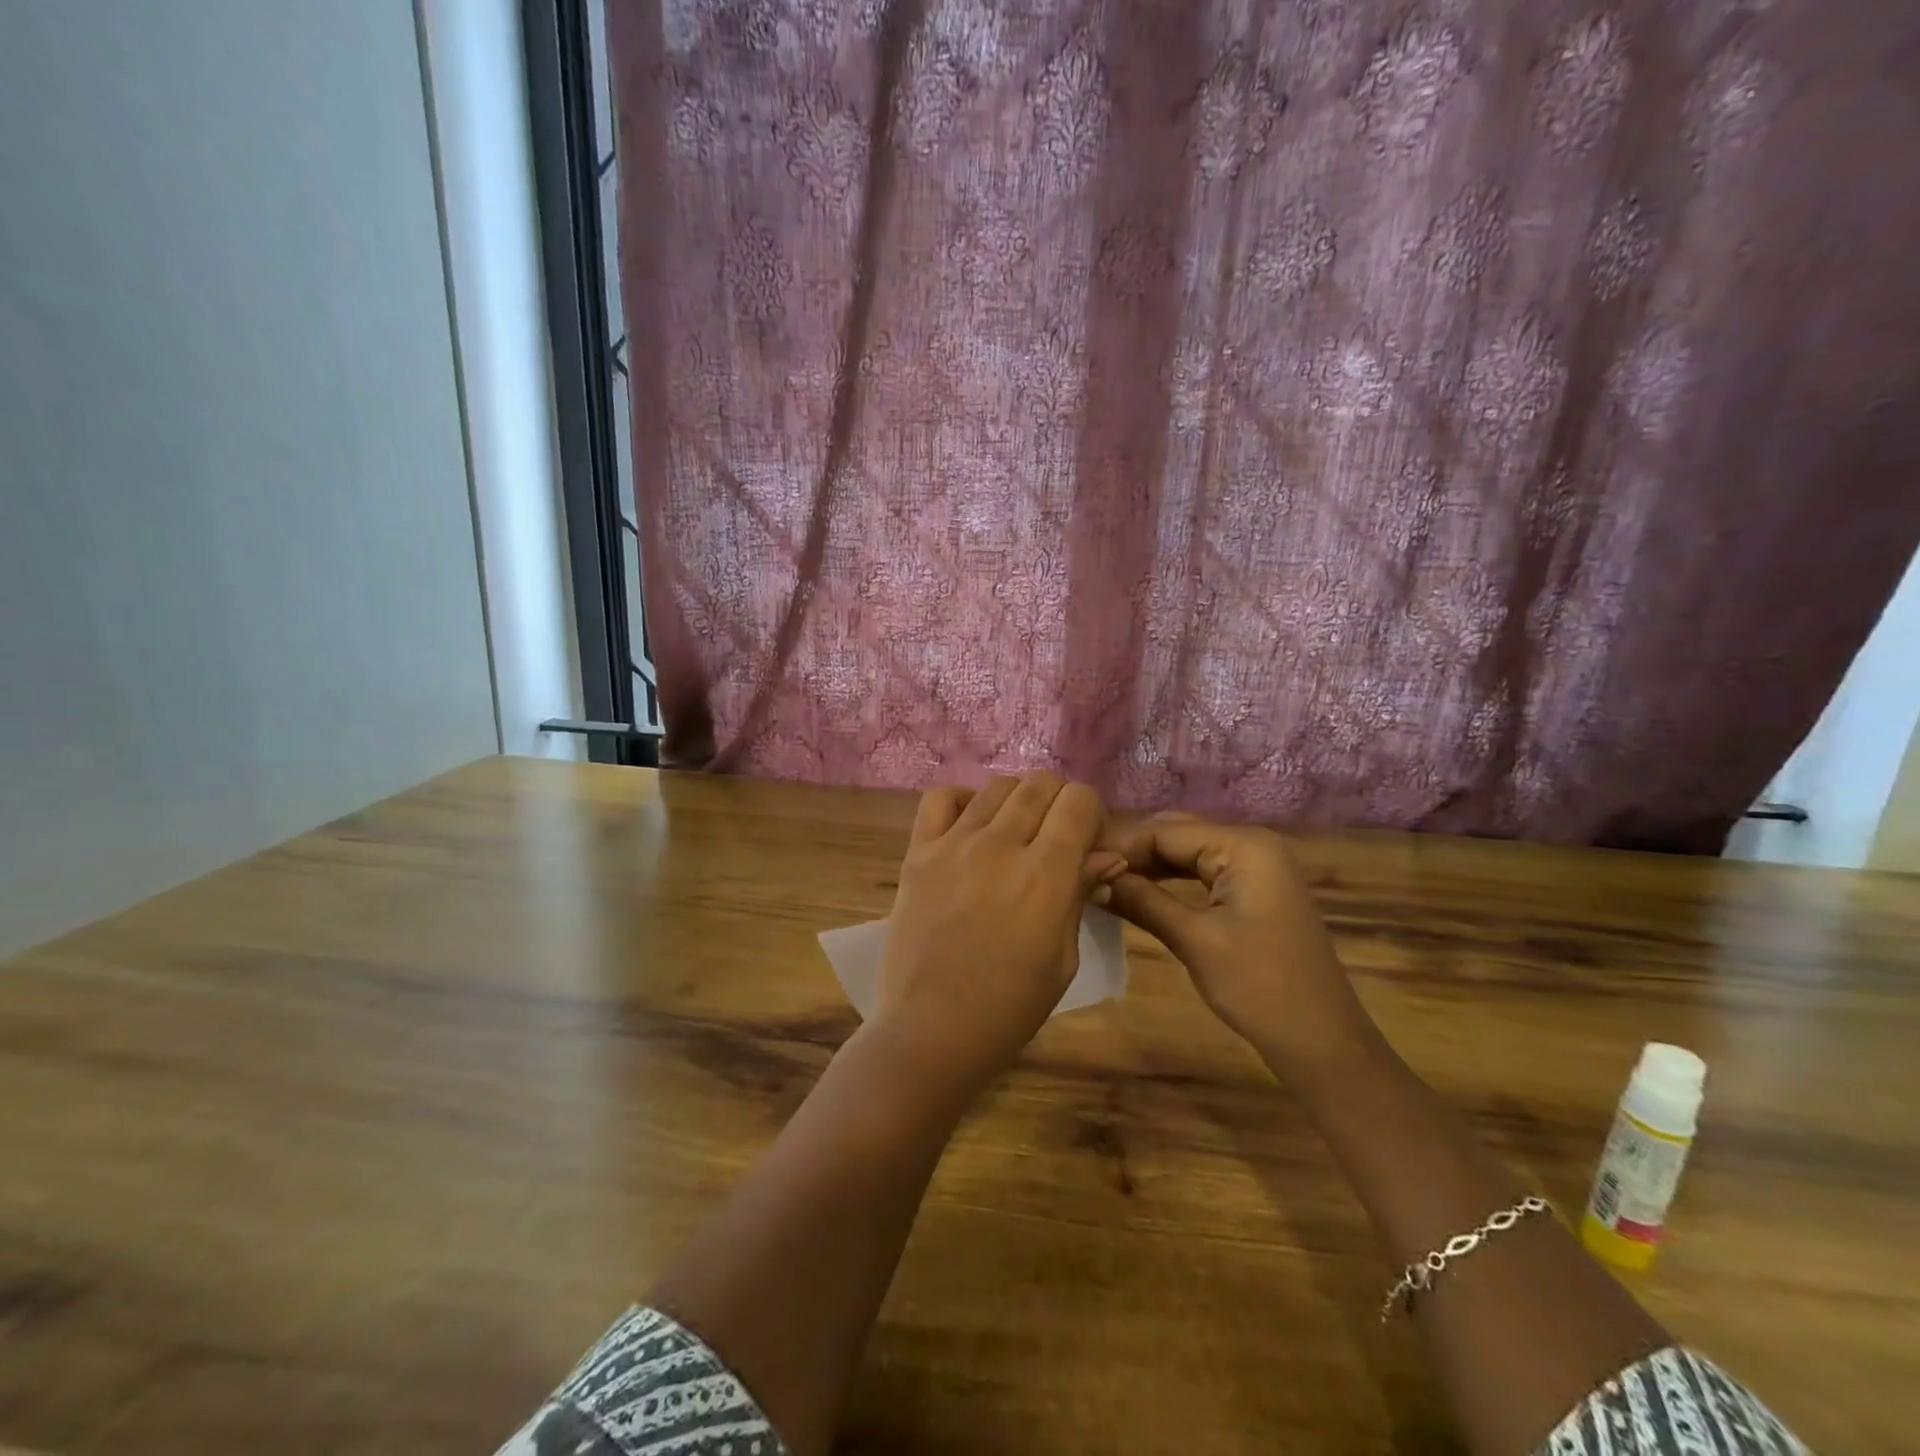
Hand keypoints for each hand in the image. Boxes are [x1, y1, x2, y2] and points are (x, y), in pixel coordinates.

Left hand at [872, 772, 1118, 1099]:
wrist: (931, 1029)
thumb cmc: (1009, 1007)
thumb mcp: (1062, 958)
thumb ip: (1080, 895)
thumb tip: (1108, 856)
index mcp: (1046, 874)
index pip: (1079, 801)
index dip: (1091, 814)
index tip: (1088, 841)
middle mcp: (1001, 845)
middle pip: (1040, 784)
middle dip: (1059, 802)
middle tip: (1055, 838)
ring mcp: (954, 844)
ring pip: (997, 786)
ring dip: (1017, 800)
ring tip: (1015, 833)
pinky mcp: (918, 852)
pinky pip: (939, 798)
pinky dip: (962, 800)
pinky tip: (970, 825)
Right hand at [1105, 815, 1375, 1080]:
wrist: (1322, 1041)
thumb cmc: (1259, 986)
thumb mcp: (1194, 940)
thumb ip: (1142, 900)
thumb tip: (1094, 878)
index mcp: (1243, 845)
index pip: (1165, 831)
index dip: (1121, 848)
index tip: (1079, 868)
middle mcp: (1252, 843)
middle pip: (1177, 834)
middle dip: (1133, 853)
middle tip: (1088, 876)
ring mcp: (1258, 866)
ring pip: (1188, 853)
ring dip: (1149, 867)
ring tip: (1105, 884)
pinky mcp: (1257, 890)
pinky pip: (1204, 872)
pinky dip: (1172, 881)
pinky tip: (1140, 894)